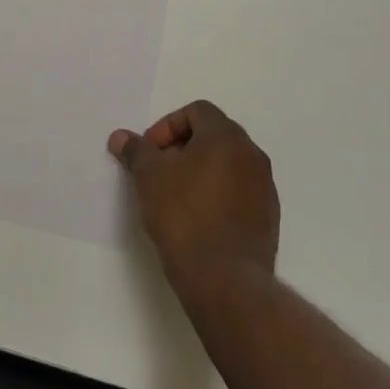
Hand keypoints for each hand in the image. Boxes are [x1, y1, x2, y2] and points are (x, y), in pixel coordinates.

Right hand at [110, 101, 278, 289]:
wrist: (224, 278)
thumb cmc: (183, 215)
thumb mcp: (149, 177)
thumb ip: (136, 151)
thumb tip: (121, 137)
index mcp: (227, 137)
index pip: (197, 111)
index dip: (167, 126)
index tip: (150, 153)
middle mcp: (252, 155)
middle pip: (213, 135)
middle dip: (182, 148)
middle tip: (159, 172)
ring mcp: (265, 187)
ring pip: (227, 165)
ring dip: (201, 171)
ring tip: (175, 197)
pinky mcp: (268, 218)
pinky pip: (239, 192)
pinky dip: (217, 195)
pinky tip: (197, 220)